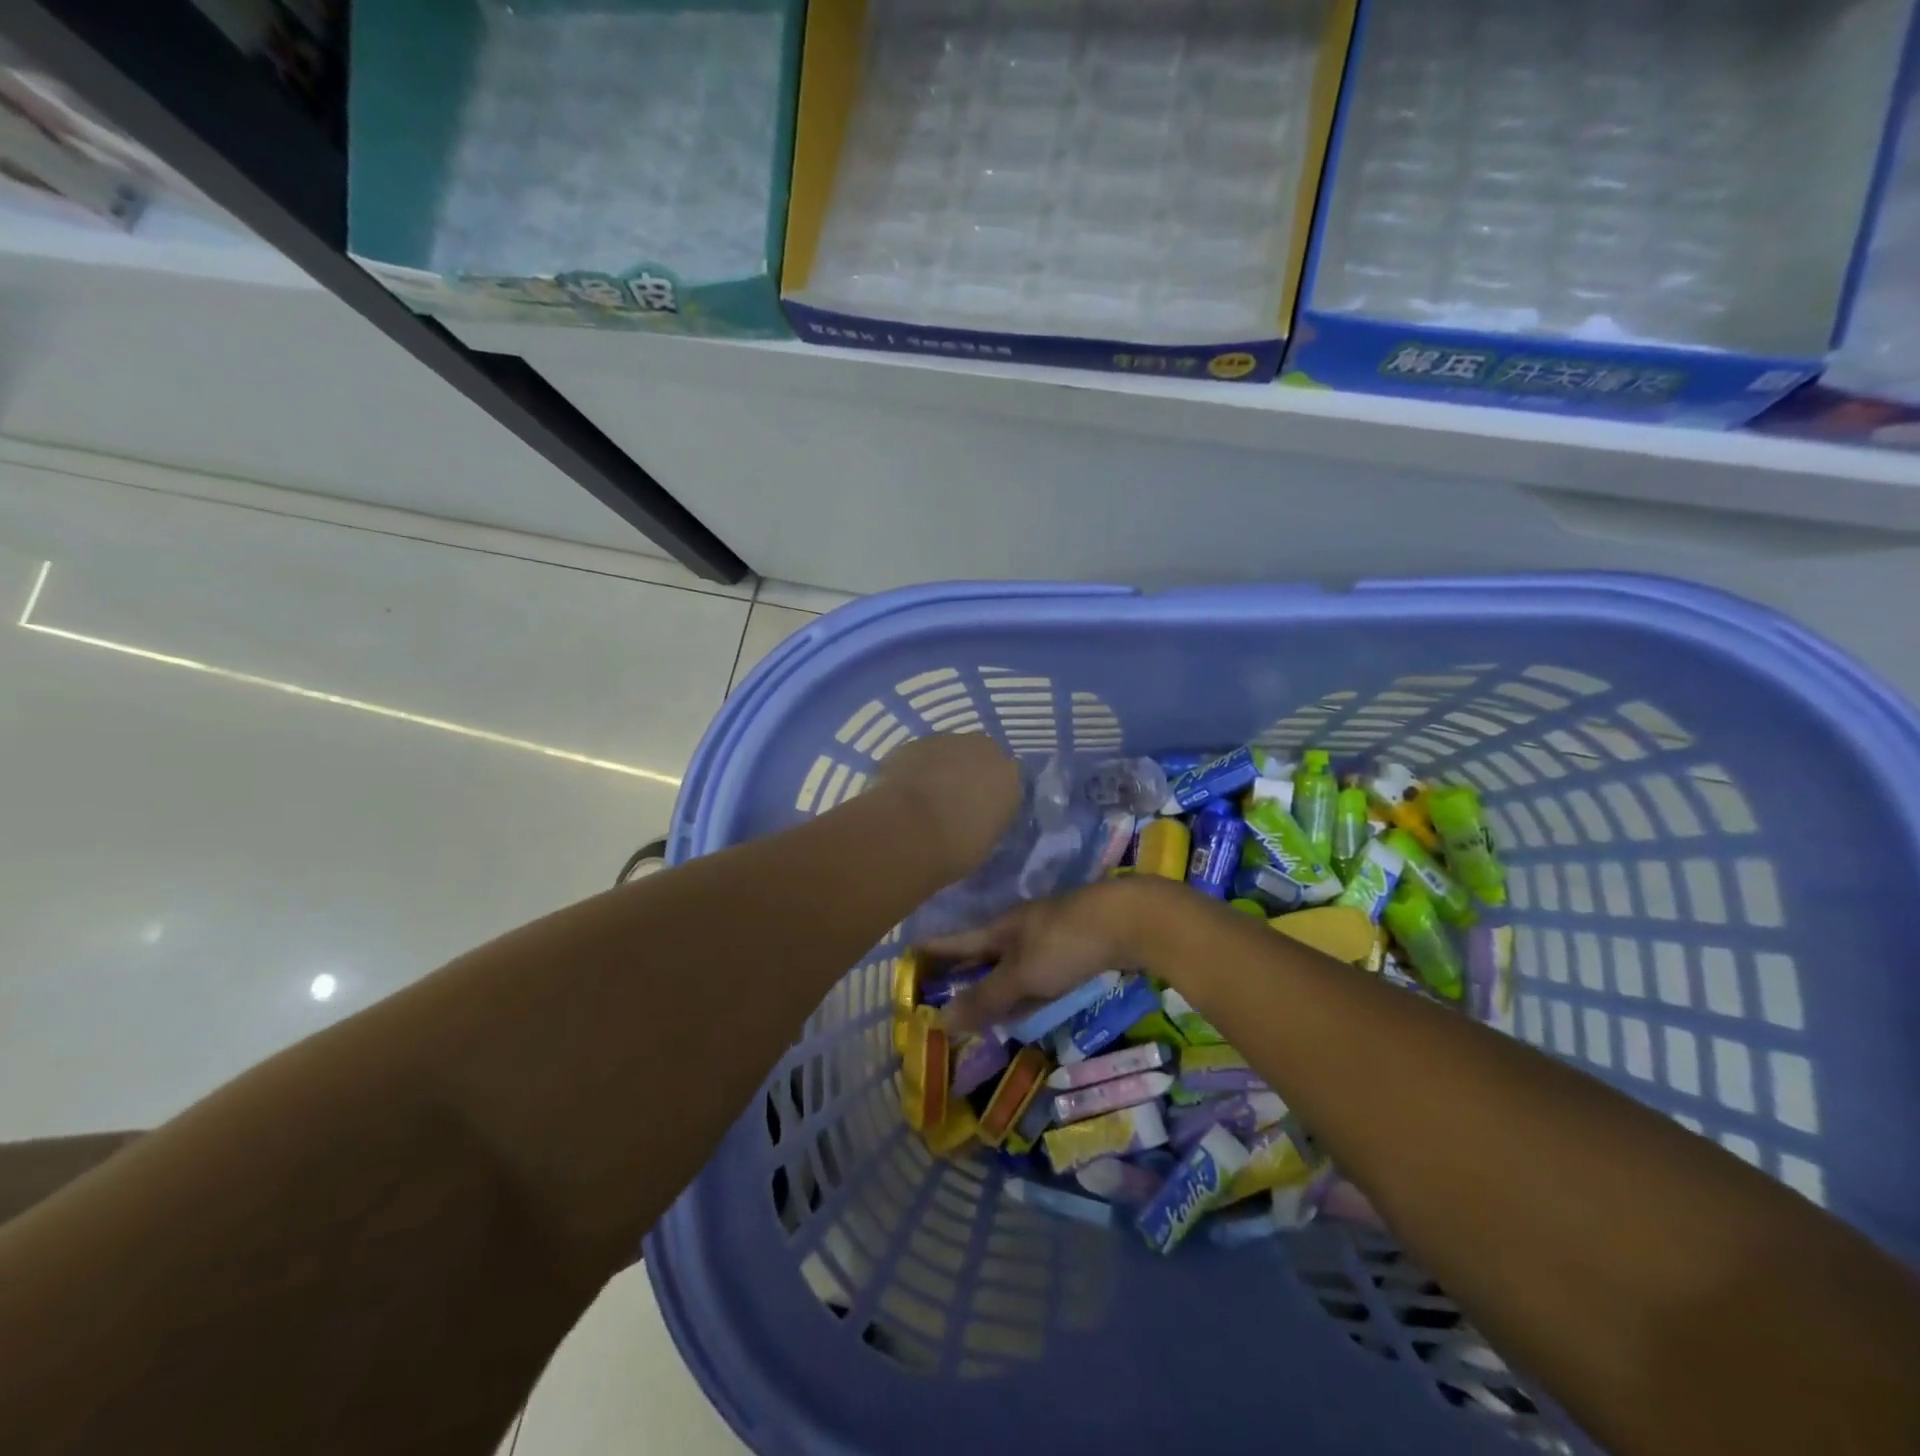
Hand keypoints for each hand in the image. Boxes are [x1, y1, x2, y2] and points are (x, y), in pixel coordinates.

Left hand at [874, 733, 1020, 884]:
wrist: (908, 831)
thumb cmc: (956, 848)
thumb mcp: (987, 842)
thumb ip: (989, 820)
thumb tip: (980, 817)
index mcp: (1010, 776)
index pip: (1009, 781)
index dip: (994, 796)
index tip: (983, 813)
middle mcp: (984, 749)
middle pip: (982, 756)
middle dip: (971, 773)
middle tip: (956, 800)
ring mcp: (948, 741)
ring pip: (950, 751)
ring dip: (943, 767)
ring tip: (927, 796)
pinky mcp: (914, 743)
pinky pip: (922, 755)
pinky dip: (918, 768)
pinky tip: (906, 789)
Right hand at [919, 878, 1162, 1033]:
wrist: (1130, 919)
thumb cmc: (1066, 943)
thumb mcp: (1022, 975)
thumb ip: (986, 998)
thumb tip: (941, 1020)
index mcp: (1000, 928)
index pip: (956, 941)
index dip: (932, 951)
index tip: (908, 957)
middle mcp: (1020, 928)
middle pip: (984, 953)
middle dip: (964, 972)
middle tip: (942, 993)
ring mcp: (1049, 935)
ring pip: (1013, 964)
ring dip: (996, 984)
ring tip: (980, 1006)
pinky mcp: (1075, 947)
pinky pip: (1039, 972)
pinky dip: (1027, 989)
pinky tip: (1029, 1003)